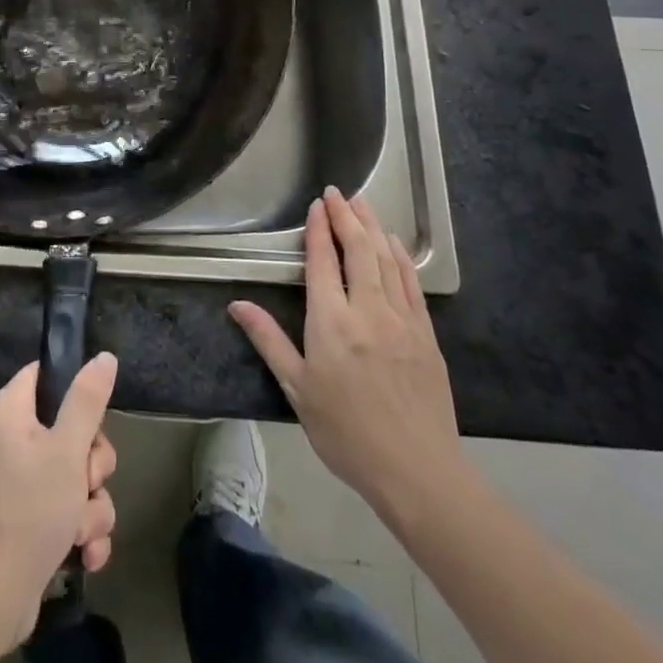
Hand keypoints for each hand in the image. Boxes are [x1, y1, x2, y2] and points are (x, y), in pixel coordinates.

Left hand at [0, 353, 119, 648]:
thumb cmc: (29, 510)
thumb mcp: (67, 449)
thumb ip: (87, 401)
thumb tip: (104, 356)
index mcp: (10, 411)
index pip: (46, 375)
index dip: (75, 391)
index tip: (92, 418)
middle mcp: (12, 440)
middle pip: (71, 429)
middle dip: (92, 464)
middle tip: (86, 481)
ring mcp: (21, 482)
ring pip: (77, 476)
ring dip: (91, 506)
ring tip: (80, 530)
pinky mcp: (30, 520)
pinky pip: (69, 510)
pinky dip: (82, 531)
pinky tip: (86, 555)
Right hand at [230, 187, 468, 534]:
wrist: (417, 470)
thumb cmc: (346, 432)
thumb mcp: (297, 389)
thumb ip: (268, 340)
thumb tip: (237, 305)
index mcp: (330, 322)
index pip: (322, 261)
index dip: (318, 229)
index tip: (316, 205)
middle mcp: (366, 310)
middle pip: (358, 249)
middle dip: (346, 216)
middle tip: (337, 192)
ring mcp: (401, 319)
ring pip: (386, 259)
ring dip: (373, 227)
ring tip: (362, 203)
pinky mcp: (425, 333)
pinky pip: (411, 282)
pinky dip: (400, 256)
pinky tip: (394, 243)